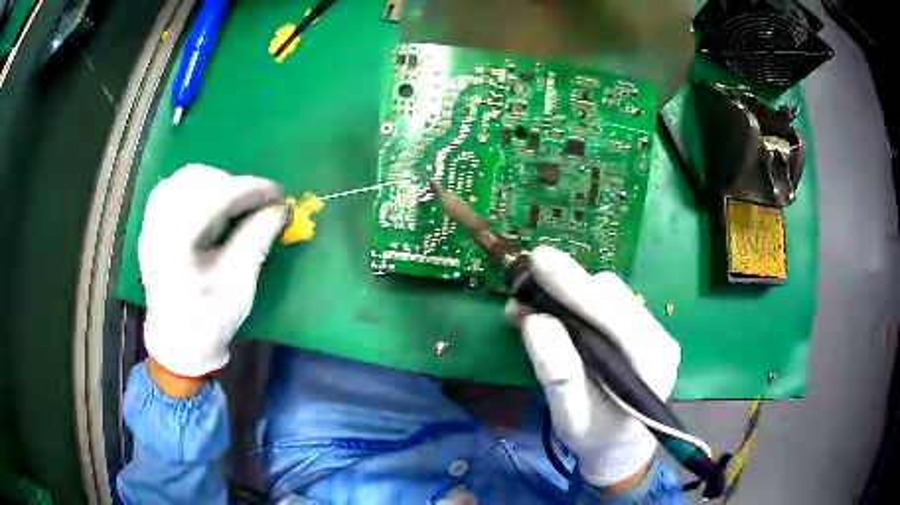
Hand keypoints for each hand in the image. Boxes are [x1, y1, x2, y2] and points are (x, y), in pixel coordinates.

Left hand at [139, 164, 284, 377]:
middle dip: (230, 183)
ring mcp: (149, 228)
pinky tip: (208, 204)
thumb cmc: (209, 322)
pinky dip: (193, 189)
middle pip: (193, 181)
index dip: (250, 190)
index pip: (214, 198)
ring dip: (211, 182)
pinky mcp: (150, 229)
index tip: (277, 194)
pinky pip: (170, 191)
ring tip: (232, 200)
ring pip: (179, 180)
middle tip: (254, 200)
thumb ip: (257, 239)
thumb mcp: (239, 285)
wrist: (178, 346)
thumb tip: (280, 208)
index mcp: (175, 248)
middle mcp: (156, 230)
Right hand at [506, 247, 680, 488]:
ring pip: (609, 292)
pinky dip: (575, 300)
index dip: (575, 286)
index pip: (615, 315)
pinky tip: (550, 311)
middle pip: (613, 294)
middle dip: (567, 285)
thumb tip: (533, 321)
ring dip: (568, 291)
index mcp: (652, 364)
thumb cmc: (597, 439)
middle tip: (522, 288)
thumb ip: (559, 375)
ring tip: (530, 304)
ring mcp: (652, 330)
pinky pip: (607, 301)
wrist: (621, 447)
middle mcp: (659, 338)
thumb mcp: (572, 418)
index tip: (538, 261)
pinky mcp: (639, 327)